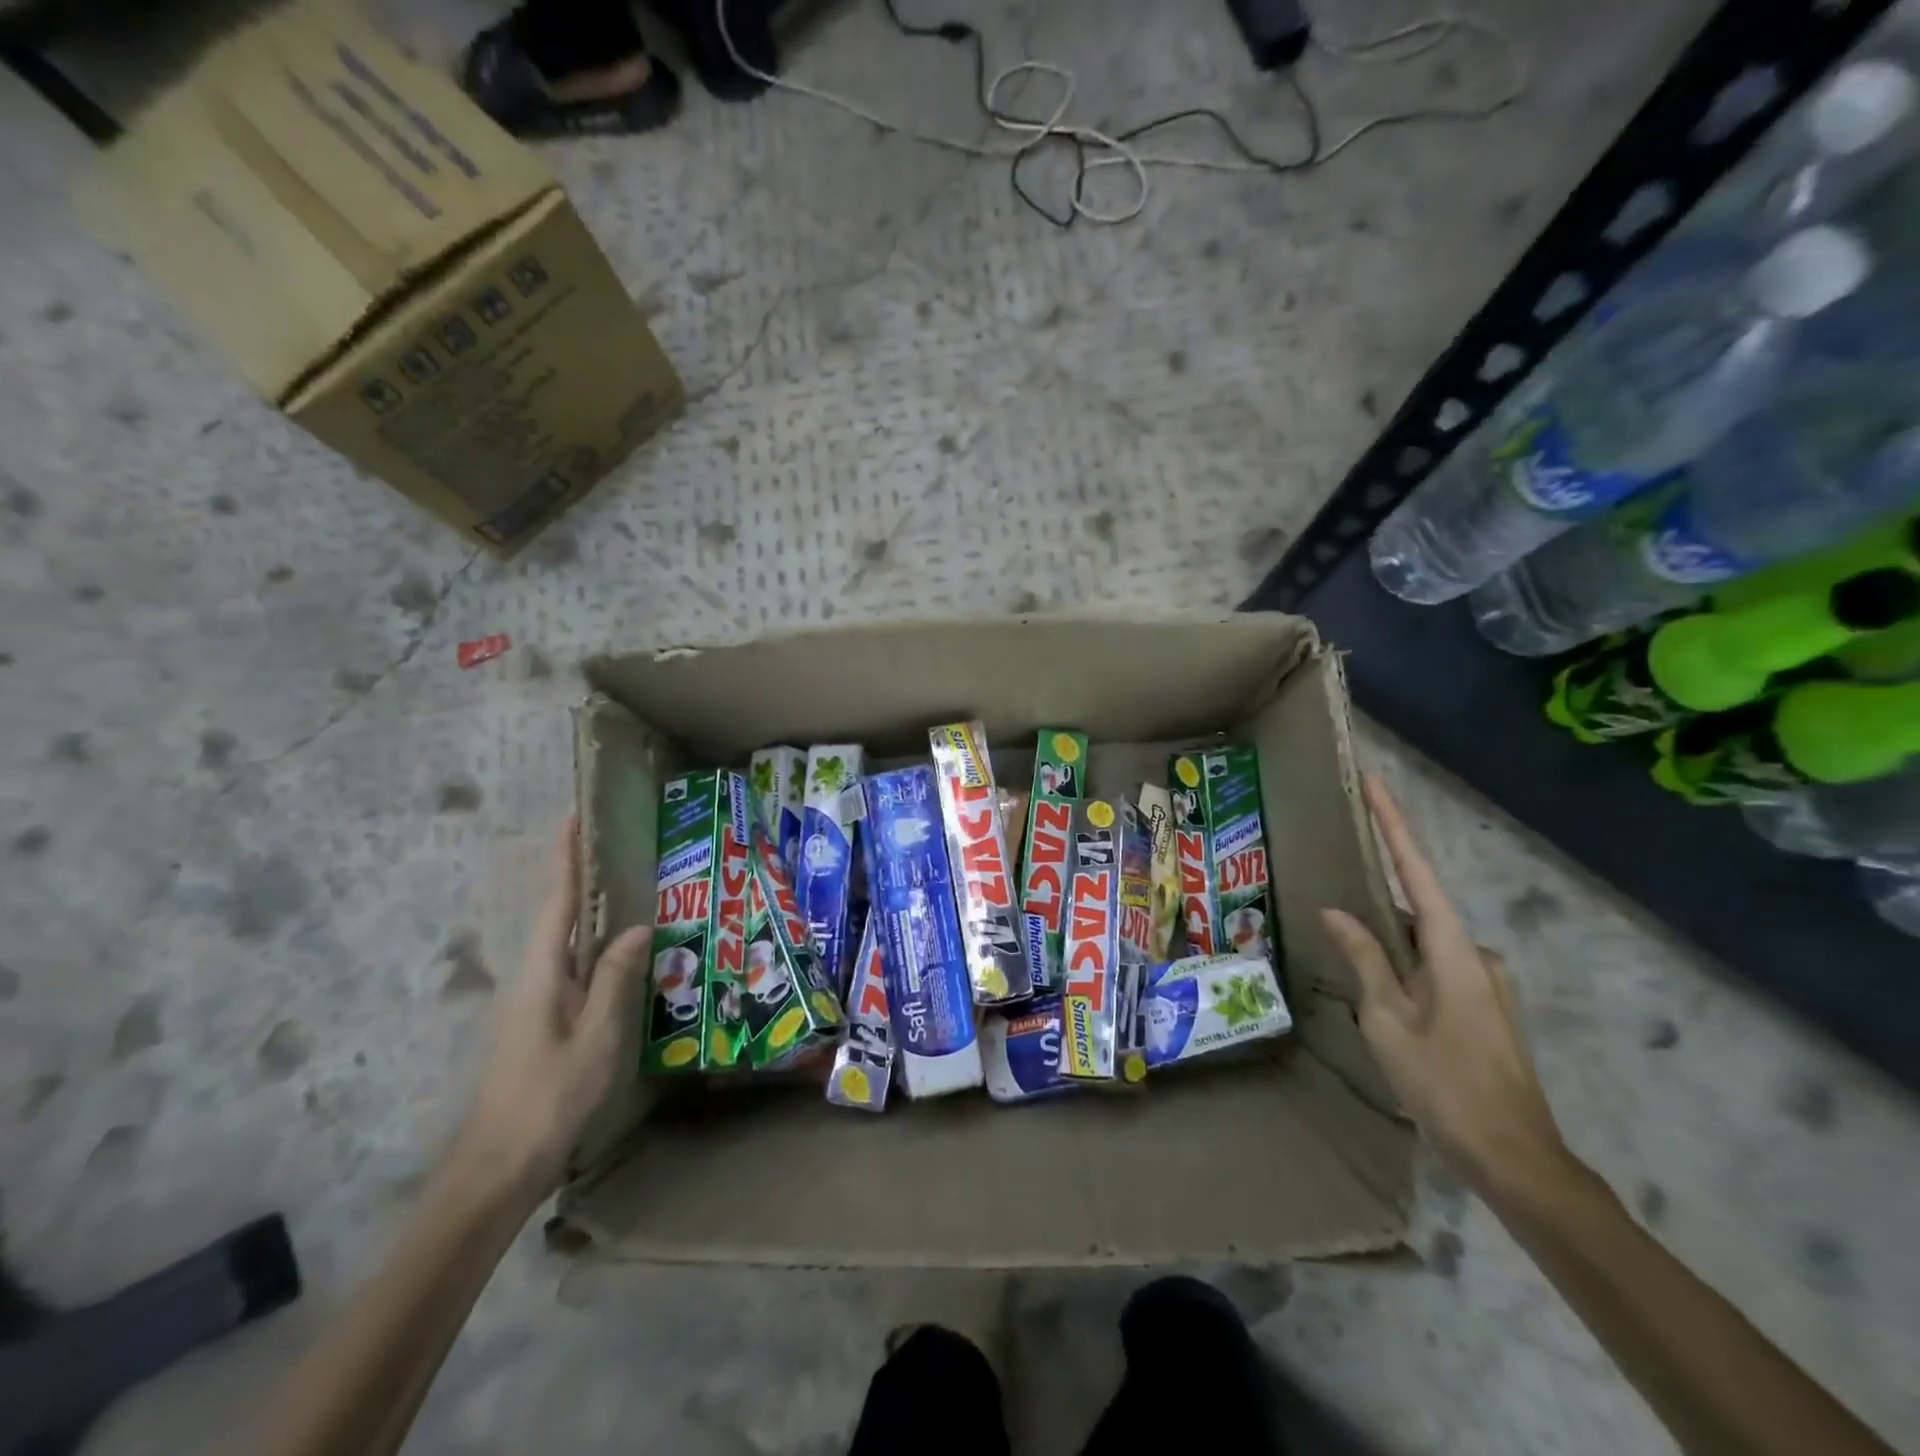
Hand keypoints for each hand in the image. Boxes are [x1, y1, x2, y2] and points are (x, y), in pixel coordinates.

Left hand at [456, 819, 650, 1200]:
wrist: (497, 1168)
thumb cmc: (548, 1098)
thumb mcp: (595, 1037)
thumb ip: (616, 978)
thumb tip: (637, 925)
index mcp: (541, 972)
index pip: (556, 900)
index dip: (566, 857)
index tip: (575, 816)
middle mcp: (533, 976)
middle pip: (559, 913)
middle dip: (581, 874)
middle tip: (617, 842)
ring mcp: (535, 1000)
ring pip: (567, 942)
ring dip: (590, 909)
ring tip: (627, 883)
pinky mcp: (543, 1021)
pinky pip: (573, 967)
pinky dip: (595, 944)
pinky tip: (620, 949)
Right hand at [1321, 775, 1563, 1193]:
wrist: (1516, 1160)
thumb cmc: (1444, 1085)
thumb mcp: (1388, 1020)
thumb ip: (1364, 959)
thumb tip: (1336, 911)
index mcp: (1452, 948)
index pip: (1416, 869)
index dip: (1393, 822)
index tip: (1373, 781)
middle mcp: (1475, 953)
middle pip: (1416, 908)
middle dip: (1376, 902)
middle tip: (1333, 904)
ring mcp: (1485, 981)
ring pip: (1422, 944)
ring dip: (1388, 946)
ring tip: (1349, 964)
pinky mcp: (1484, 1006)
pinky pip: (1434, 968)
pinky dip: (1404, 968)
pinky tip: (1380, 997)